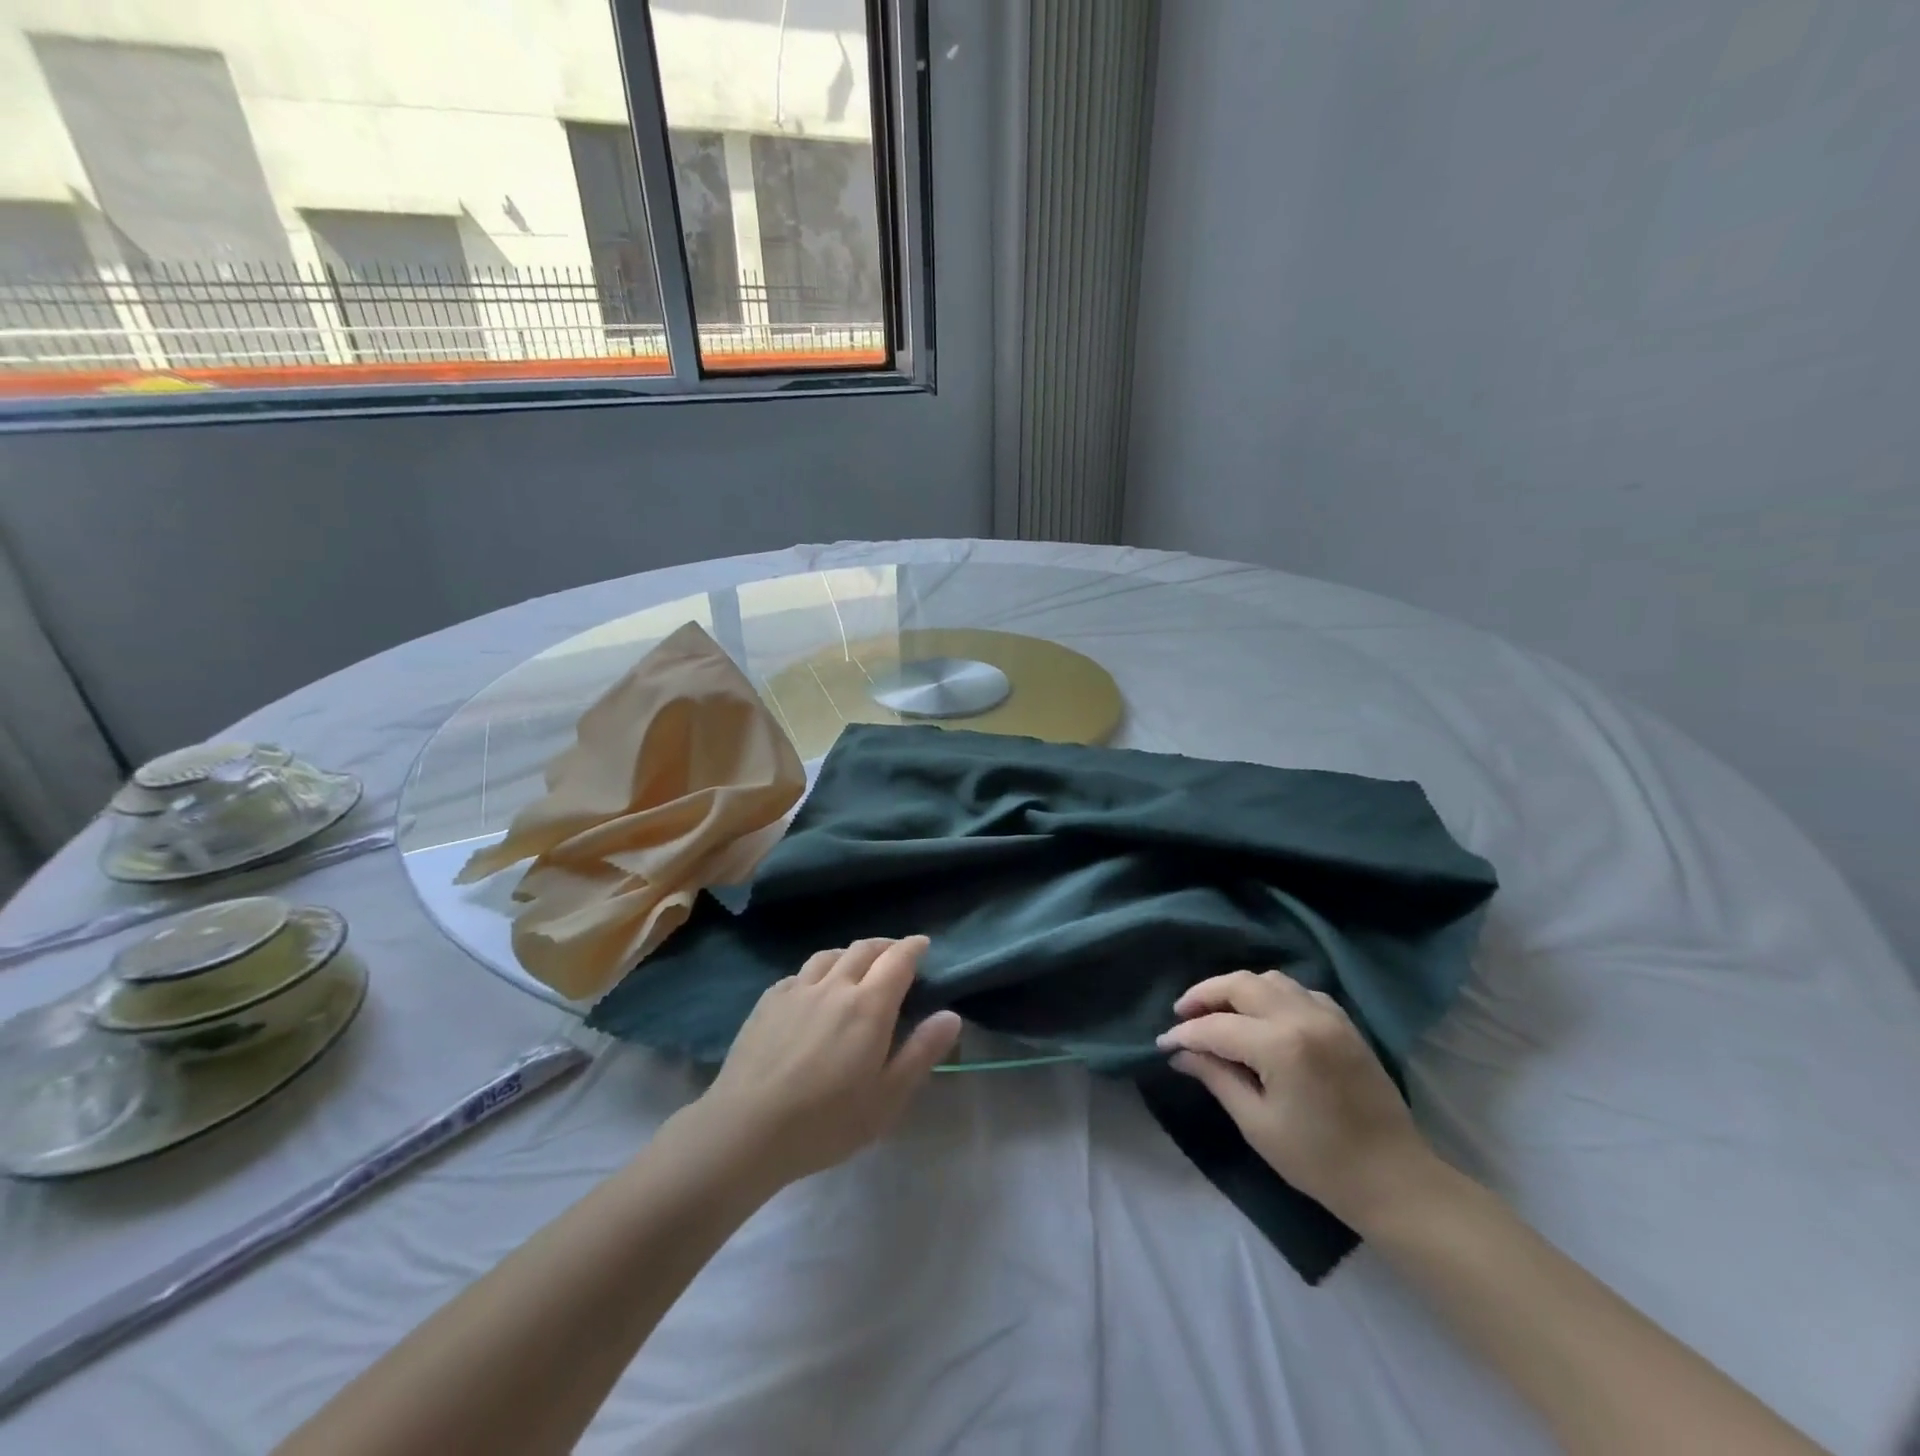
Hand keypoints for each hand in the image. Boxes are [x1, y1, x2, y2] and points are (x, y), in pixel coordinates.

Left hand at [690, 937, 962, 1190]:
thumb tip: (951, 1015)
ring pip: (829, 955)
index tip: (923, 945)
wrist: (746, 1128)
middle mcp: (835, 985)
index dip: (913, 947)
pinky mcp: (768, 1001)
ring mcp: (797, 990)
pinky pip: (800, 973)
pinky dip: (818, 971)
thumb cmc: (826, 1121)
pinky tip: (814, 988)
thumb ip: (921, 1052)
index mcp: (869, 1005)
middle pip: (864, 949)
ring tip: (857, 965)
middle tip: (896, 954)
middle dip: (885, 946)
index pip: (898, 959)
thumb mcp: (887, 1097)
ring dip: (850, 953)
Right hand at [1158, 970, 1438, 1229]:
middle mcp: (1303, 1017)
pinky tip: (1262, 1017)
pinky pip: (1298, 990)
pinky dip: (1271, 994)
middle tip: (1182, 1015)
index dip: (1184, 1034)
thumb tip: (1181, 1053)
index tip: (1163, 1043)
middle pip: (1239, 984)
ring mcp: (1328, 1015)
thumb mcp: (1257, 1123)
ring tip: (1218, 1013)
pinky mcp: (1344, 1022)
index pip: (1216, 1027)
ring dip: (1236, 990)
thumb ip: (1216, 1078)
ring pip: (1269, 979)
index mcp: (1280, 1046)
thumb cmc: (1319, 1162)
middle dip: (1204, 995)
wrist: (1394, 1180)